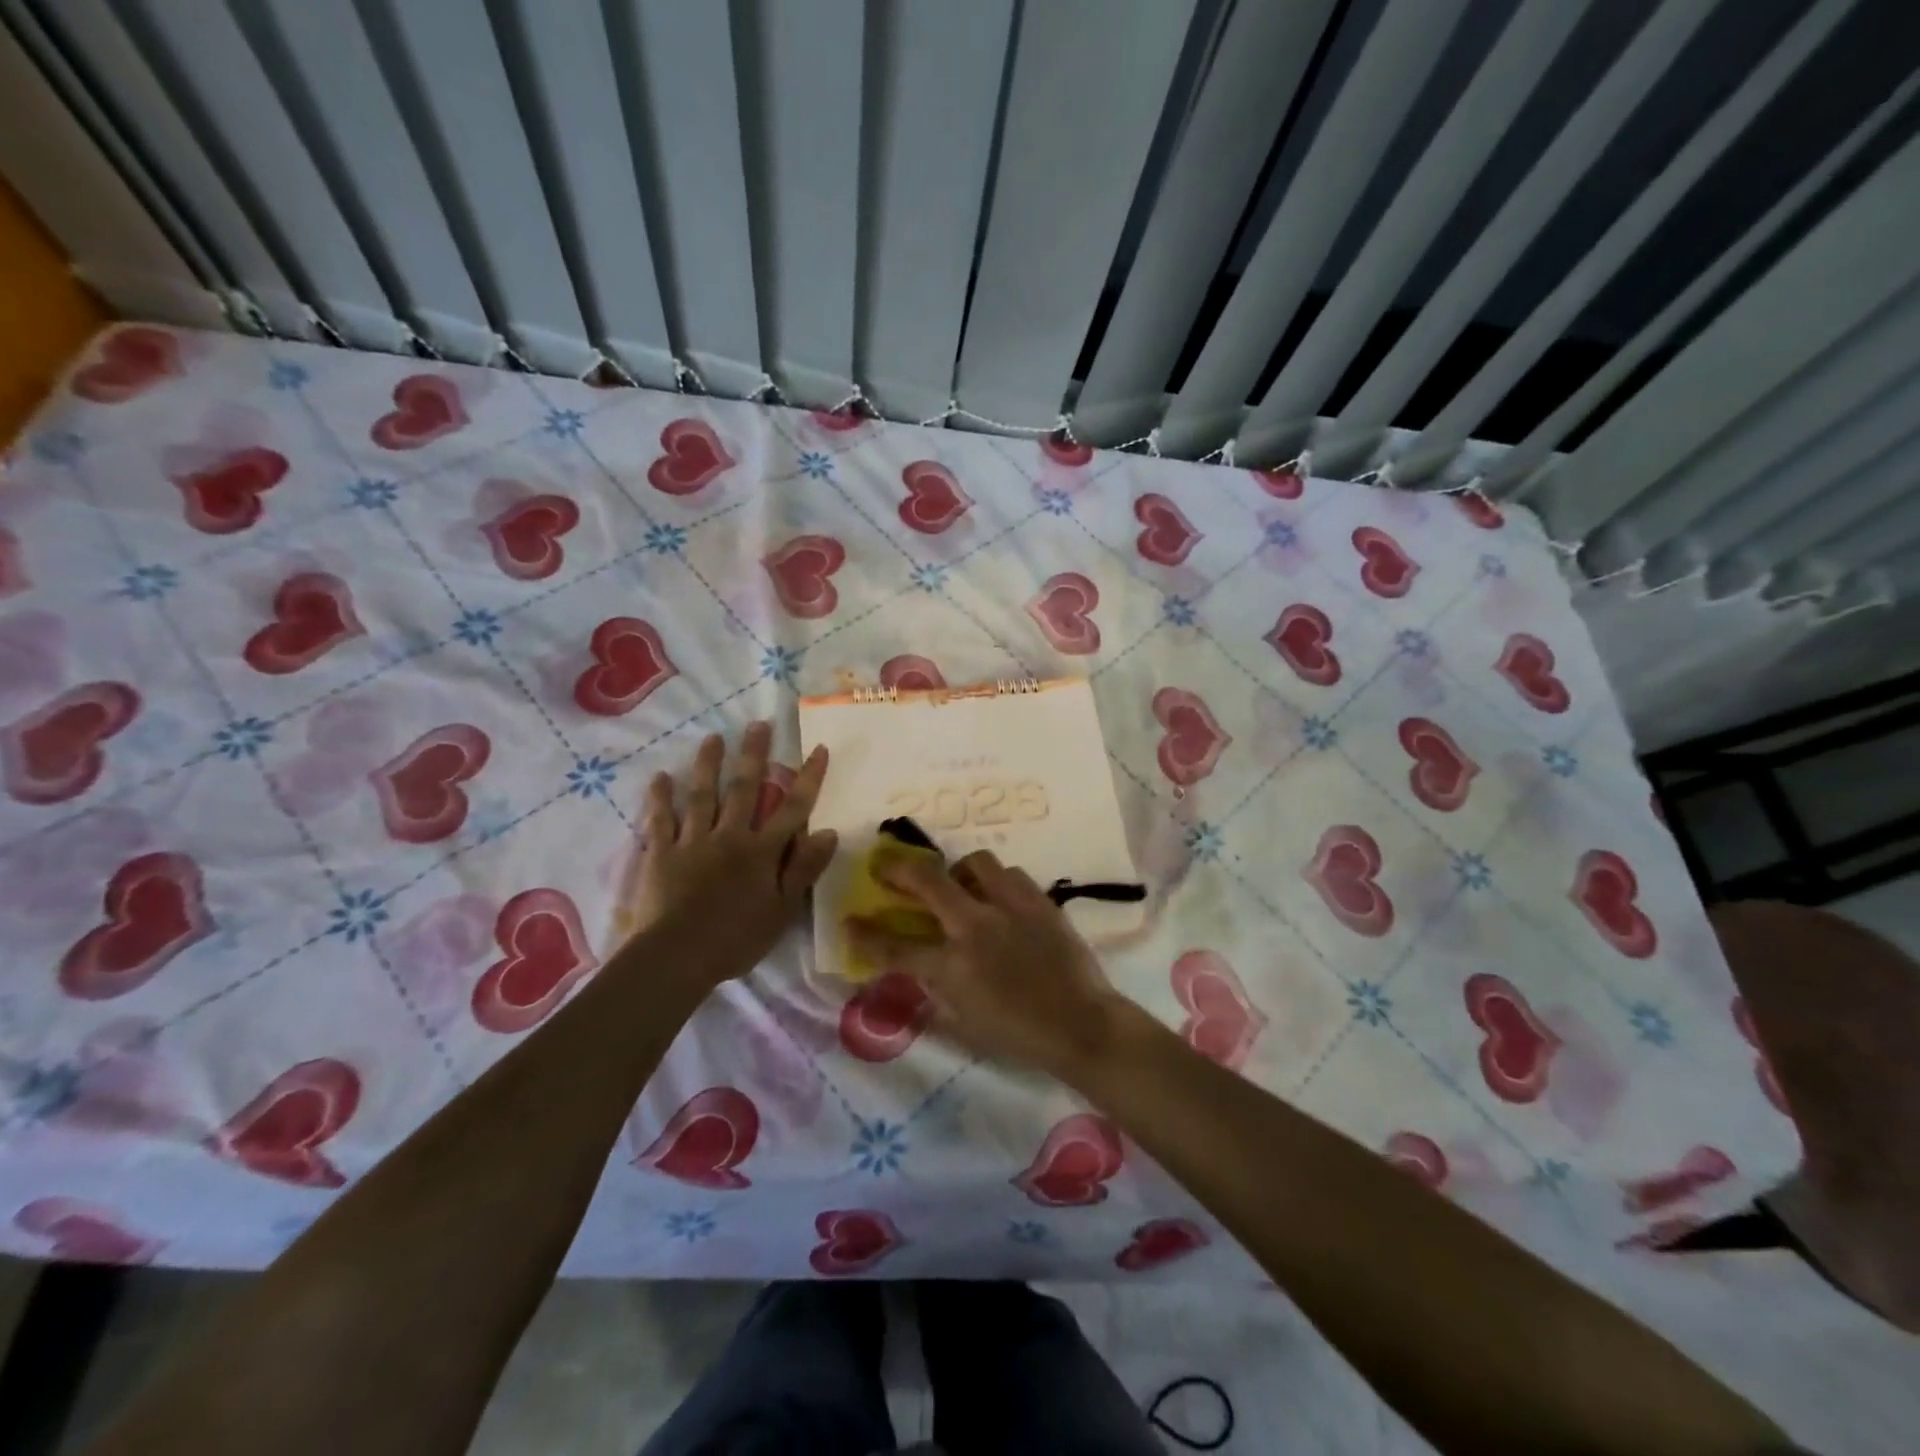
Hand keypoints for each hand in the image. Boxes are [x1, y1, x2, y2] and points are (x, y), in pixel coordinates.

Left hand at [617, 723, 835, 985]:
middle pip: (744, 789)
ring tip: (712, 738)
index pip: (792, 808)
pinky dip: (660, 799)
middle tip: (759, 724)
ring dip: (708, 765)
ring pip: (702, 796)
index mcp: (762, 851)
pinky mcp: (661, 854)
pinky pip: (661, 821)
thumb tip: (827, 832)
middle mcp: (729, 836)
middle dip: (754, 755)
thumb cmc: (737, 938)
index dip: (808, 778)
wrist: (677, 956)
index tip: (818, 748)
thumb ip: (804, 869)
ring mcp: (692, 842)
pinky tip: (660, 777)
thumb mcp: (783, 910)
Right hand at [850, 850, 1129, 1079]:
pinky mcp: (1039, 900)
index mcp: (953, 967)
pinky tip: (999, 897)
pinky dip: (997, 882)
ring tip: (961, 885)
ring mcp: (1010, 908)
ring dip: (959, 872)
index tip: (848, 922)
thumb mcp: (965, 1022)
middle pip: (927, 881)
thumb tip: (918, 966)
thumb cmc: (1020, 1035)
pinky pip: (1010, 874)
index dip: (865, 935)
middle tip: (885, 866)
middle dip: (898, 870)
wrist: (1081, 1025)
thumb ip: (937, 989)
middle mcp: (976, 927)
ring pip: (975, 863)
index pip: (895, 947)